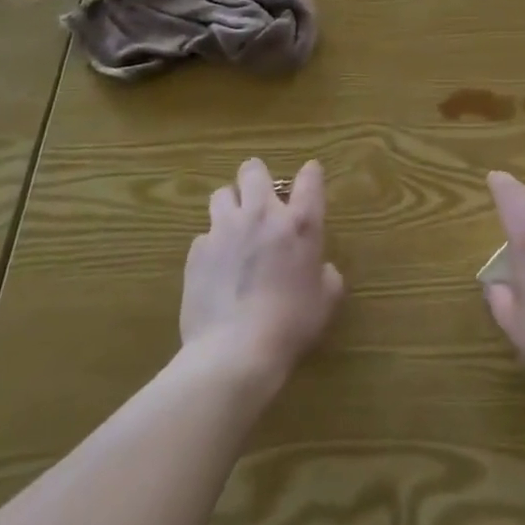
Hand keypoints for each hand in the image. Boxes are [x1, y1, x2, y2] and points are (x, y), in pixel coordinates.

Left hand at [181, 158, 343, 386]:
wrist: (234, 353)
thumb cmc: (290, 325)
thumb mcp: (326, 301)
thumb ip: (327, 276)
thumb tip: (322, 269)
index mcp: (300, 223)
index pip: (309, 178)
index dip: (310, 174)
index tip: (309, 177)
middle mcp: (262, 215)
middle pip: (253, 171)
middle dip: (256, 177)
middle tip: (260, 197)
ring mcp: (225, 230)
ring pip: (221, 194)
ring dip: (230, 205)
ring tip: (233, 227)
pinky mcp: (197, 252)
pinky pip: (203, 235)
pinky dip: (211, 245)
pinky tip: (215, 267)